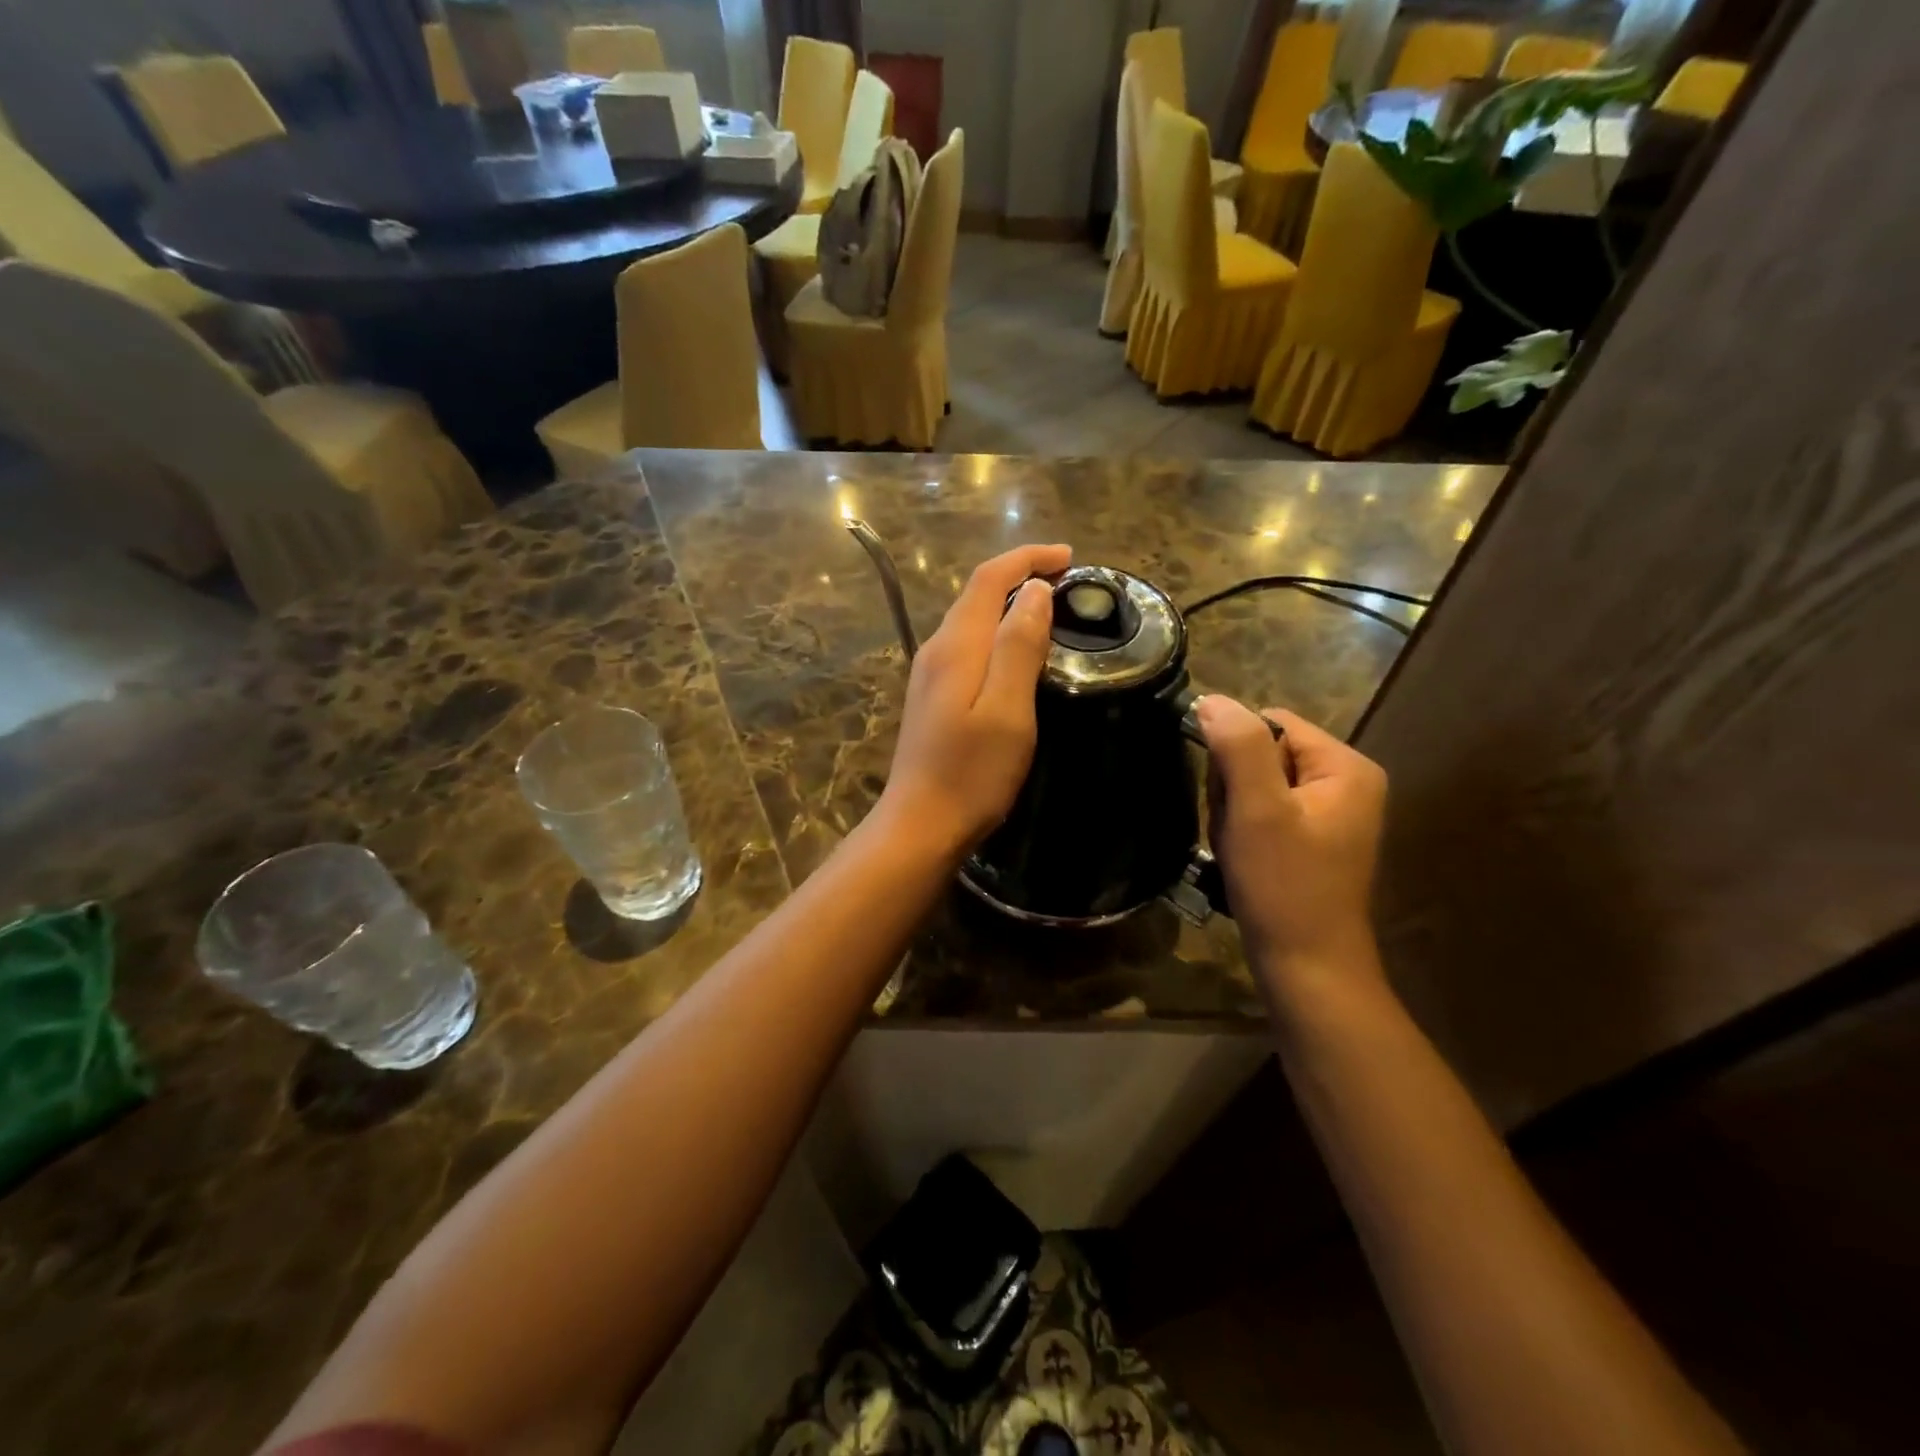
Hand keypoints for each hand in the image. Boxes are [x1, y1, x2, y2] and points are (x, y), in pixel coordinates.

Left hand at [875, 543, 1072, 858]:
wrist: (921, 824)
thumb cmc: (972, 772)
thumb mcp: (1008, 710)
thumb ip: (1019, 647)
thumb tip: (1035, 592)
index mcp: (957, 646)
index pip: (989, 579)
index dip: (1027, 559)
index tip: (1068, 556)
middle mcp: (937, 650)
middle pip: (976, 594)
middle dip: (1019, 575)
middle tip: (1066, 579)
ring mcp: (929, 674)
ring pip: (970, 619)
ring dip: (1007, 603)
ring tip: (1048, 607)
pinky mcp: (932, 696)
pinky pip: (967, 645)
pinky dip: (996, 631)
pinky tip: (1015, 650)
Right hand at [1198, 697, 1387, 979]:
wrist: (1307, 968)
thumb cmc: (1284, 886)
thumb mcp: (1257, 810)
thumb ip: (1238, 747)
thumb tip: (1212, 699)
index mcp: (1345, 767)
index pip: (1270, 723)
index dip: (1236, 753)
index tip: (1231, 798)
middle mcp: (1345, 783)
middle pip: (1262, 753)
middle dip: (1234, 787)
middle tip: (1237, 830)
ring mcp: (1330, 814)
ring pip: (1255, 784)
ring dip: (1233, 812)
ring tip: (1240, 848)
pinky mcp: (1312, 840)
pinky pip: (1263, 812)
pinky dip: (1243, 831)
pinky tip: (1244, 859)